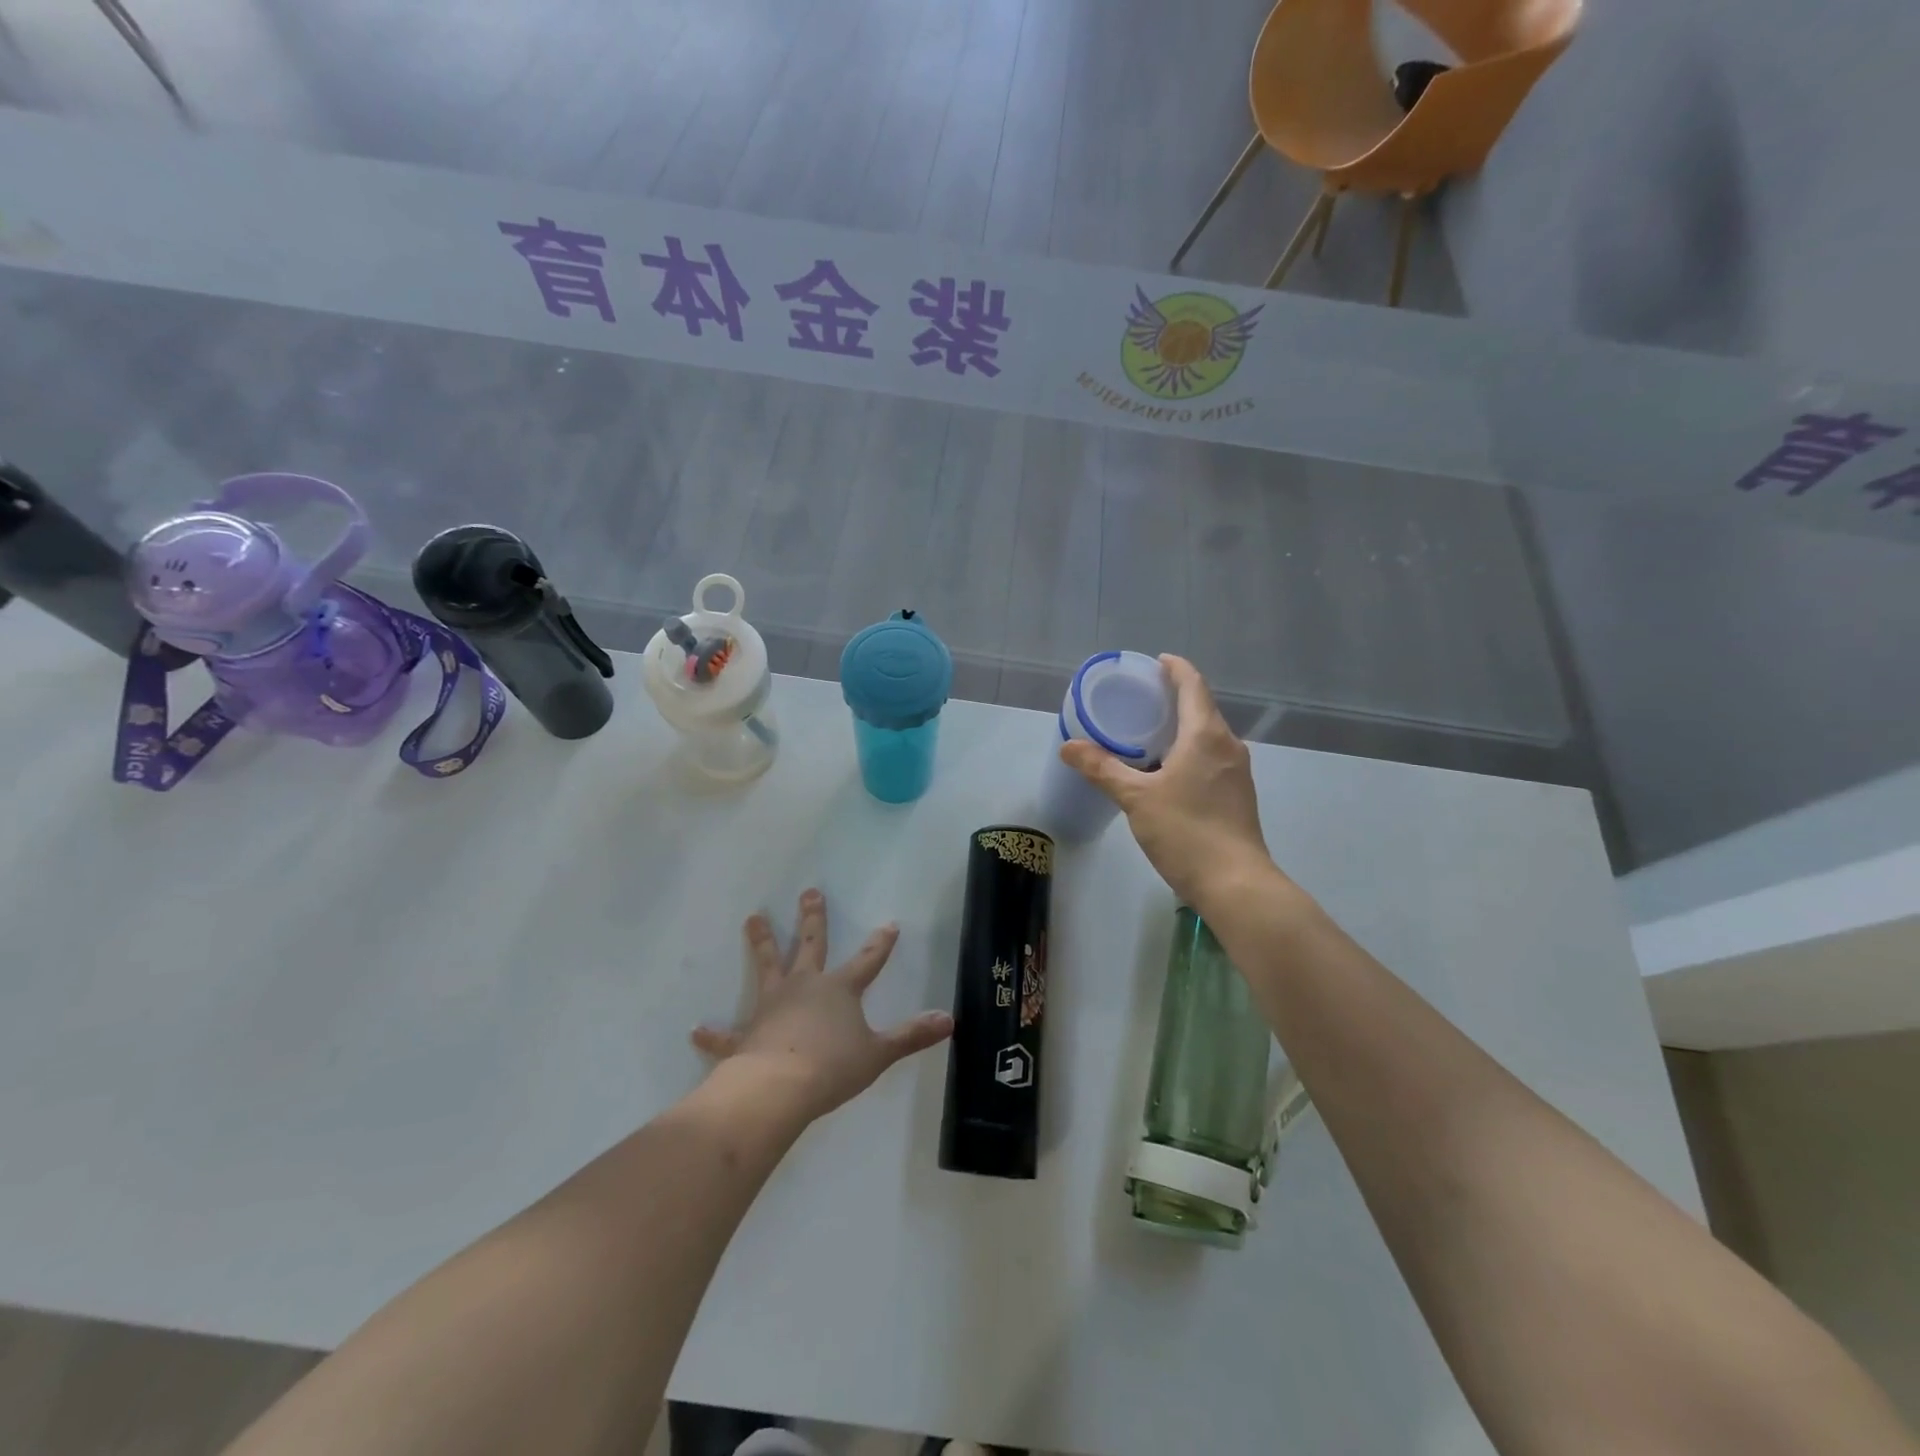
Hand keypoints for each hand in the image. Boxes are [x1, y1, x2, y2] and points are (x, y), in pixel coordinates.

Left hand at [691, 890, 953, 1123]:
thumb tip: (950, 1020)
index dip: (880, 944)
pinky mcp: (746, 1035)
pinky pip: (727, 1035)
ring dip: (761, 942)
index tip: (889, 923)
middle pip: (811, 945)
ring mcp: (771, 1007)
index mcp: (839, 990)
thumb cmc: (832, 1067)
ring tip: (752, 918)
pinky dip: (713, 1034)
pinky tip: (697, 1031)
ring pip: (767, 966)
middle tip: (810, 892)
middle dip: (813, 918)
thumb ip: (912, 1036)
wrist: (778, 1088)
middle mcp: (805, 987)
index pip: (867, 960)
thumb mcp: (879, 1053)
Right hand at [1061, 655, 1277, 914]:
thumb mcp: (1136, 797)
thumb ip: (1102, 768)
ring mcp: (1238, 772)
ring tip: (1148, 733)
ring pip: (1207, 736)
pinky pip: (1211, 758)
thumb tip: (1068, 745)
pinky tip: (1167, 770)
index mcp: (1206, 735)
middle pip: (1202, 708)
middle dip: (1174, 698)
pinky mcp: (1238, 795)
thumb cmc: (1186, 831)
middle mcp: (1228, 745)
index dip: (1175, 668)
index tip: (1156, 662)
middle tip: (1140, 699)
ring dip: (1181, 728)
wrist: (1235, 884)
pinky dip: (1189, 752)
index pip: (1193, 685)